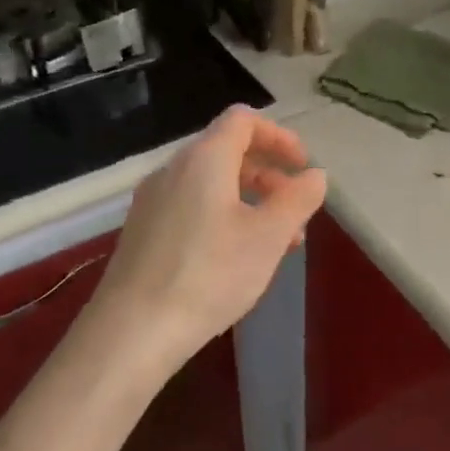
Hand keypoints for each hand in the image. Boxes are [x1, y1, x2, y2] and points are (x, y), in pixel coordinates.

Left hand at [91, 106, 326, 368]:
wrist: (134, 330)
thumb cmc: (210, 275)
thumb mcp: (269, 236)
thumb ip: (298, 199)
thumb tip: (315, 176)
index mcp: (204, 159)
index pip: (243, 121)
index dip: (280, 136)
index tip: (303, 167)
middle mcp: (173, 170)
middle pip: (227, 152)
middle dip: (269, 175)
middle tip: (296, 210)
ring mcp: (153, 202)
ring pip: (211, 184)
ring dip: (250, 200)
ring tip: (276, 242)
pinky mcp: (144, 232)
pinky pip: (192, 207)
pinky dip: (224, 217)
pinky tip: (236, 259)